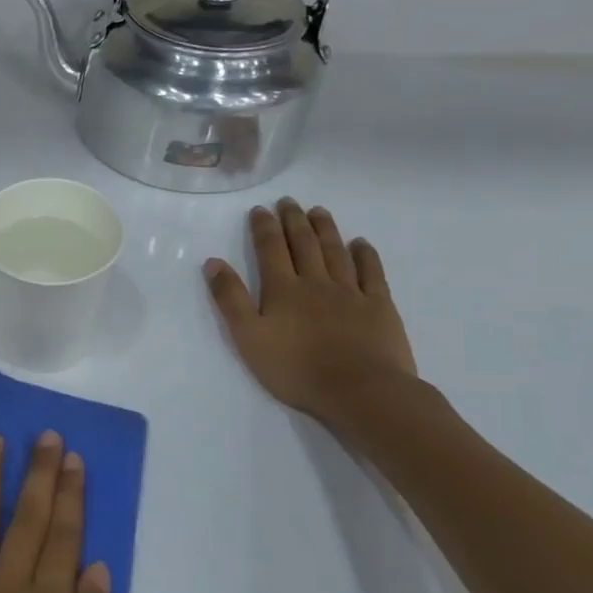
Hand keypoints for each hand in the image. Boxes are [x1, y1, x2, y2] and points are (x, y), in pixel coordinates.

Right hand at [204, 199, 418, 422]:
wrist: (360, 391)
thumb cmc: (296, 368)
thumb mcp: (248, 337)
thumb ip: (231, 298)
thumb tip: (214, 262)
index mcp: (282, 290)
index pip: (270, 250)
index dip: (264, 228)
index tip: (260, 209)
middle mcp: (316, 282)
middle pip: (304, 244)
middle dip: (293, 220)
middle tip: (289, 201)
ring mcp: (351, 292)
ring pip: (336, 252)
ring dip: (326, 229)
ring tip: (319, 211)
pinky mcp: (379, 307)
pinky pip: (371, 273)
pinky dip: (365, 255)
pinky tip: (360, 243)